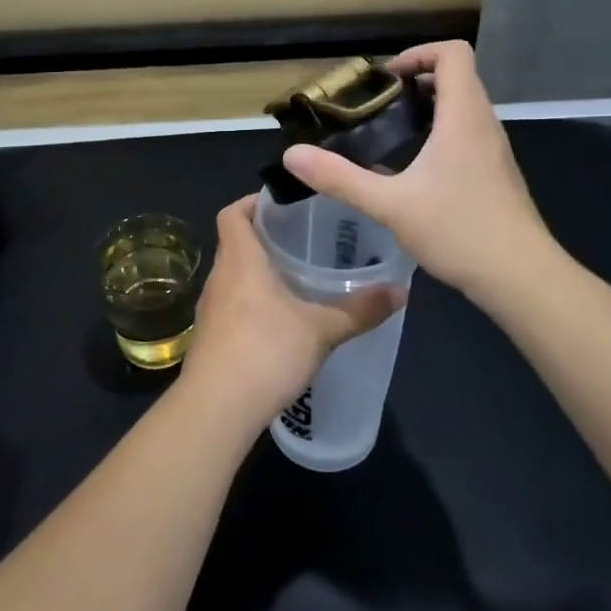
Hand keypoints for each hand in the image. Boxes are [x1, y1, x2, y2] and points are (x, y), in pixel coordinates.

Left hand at [180, 195, 405, 429]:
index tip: (282, 205)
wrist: (216, 408)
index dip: (252, 202)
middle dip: (263, 238)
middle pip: (233, 243)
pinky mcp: (209, 338)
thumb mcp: (321, 330)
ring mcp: (209, 309)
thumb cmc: (266, 352)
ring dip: (256, 273)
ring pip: (232, 276)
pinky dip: (250, 303)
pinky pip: (230, 306)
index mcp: (240, 260)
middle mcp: (219, 277)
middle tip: (301, 240)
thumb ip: (360, 310)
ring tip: (294, 278)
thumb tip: (401, 291)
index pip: (232, 213)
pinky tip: (278, 322)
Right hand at [280, 41, 555, 301]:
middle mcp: (483, 124)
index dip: (418, 54)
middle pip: (457, 76)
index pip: (453, 53)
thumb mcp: (389, 204)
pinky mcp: (495, 172)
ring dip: (428, 107)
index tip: (384, 79)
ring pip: (463, 106)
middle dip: (415, 81)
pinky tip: (413, 169)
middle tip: (377, 105)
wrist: (521, 277)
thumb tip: (293, 155)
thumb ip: (339, 178)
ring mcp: (494, 149)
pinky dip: (440, 133)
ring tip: (389, 132)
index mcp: (463, 117)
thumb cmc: (458, 230)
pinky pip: (467, 132)